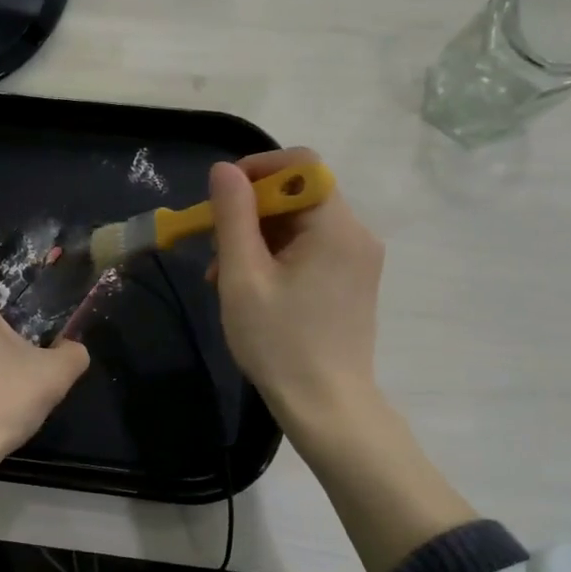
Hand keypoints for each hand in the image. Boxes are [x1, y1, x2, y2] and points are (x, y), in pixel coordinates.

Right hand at [208, 150, 475, 571]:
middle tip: (213, 249)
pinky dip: (276, 258)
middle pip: (299, 195)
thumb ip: (233, 217)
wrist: (327, 406)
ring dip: (257, 239)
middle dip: (250, 213)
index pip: (301, 165)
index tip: (220, 198)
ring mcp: (357, 260)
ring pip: (300, 225)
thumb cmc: (280, 343)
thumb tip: (224, 170)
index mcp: (335, 227)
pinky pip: (310, 250)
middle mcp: (355, 234)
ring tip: (223, 278)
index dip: (257, 170)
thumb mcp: (243, 278)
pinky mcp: (352, 282)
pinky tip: (250, 289)